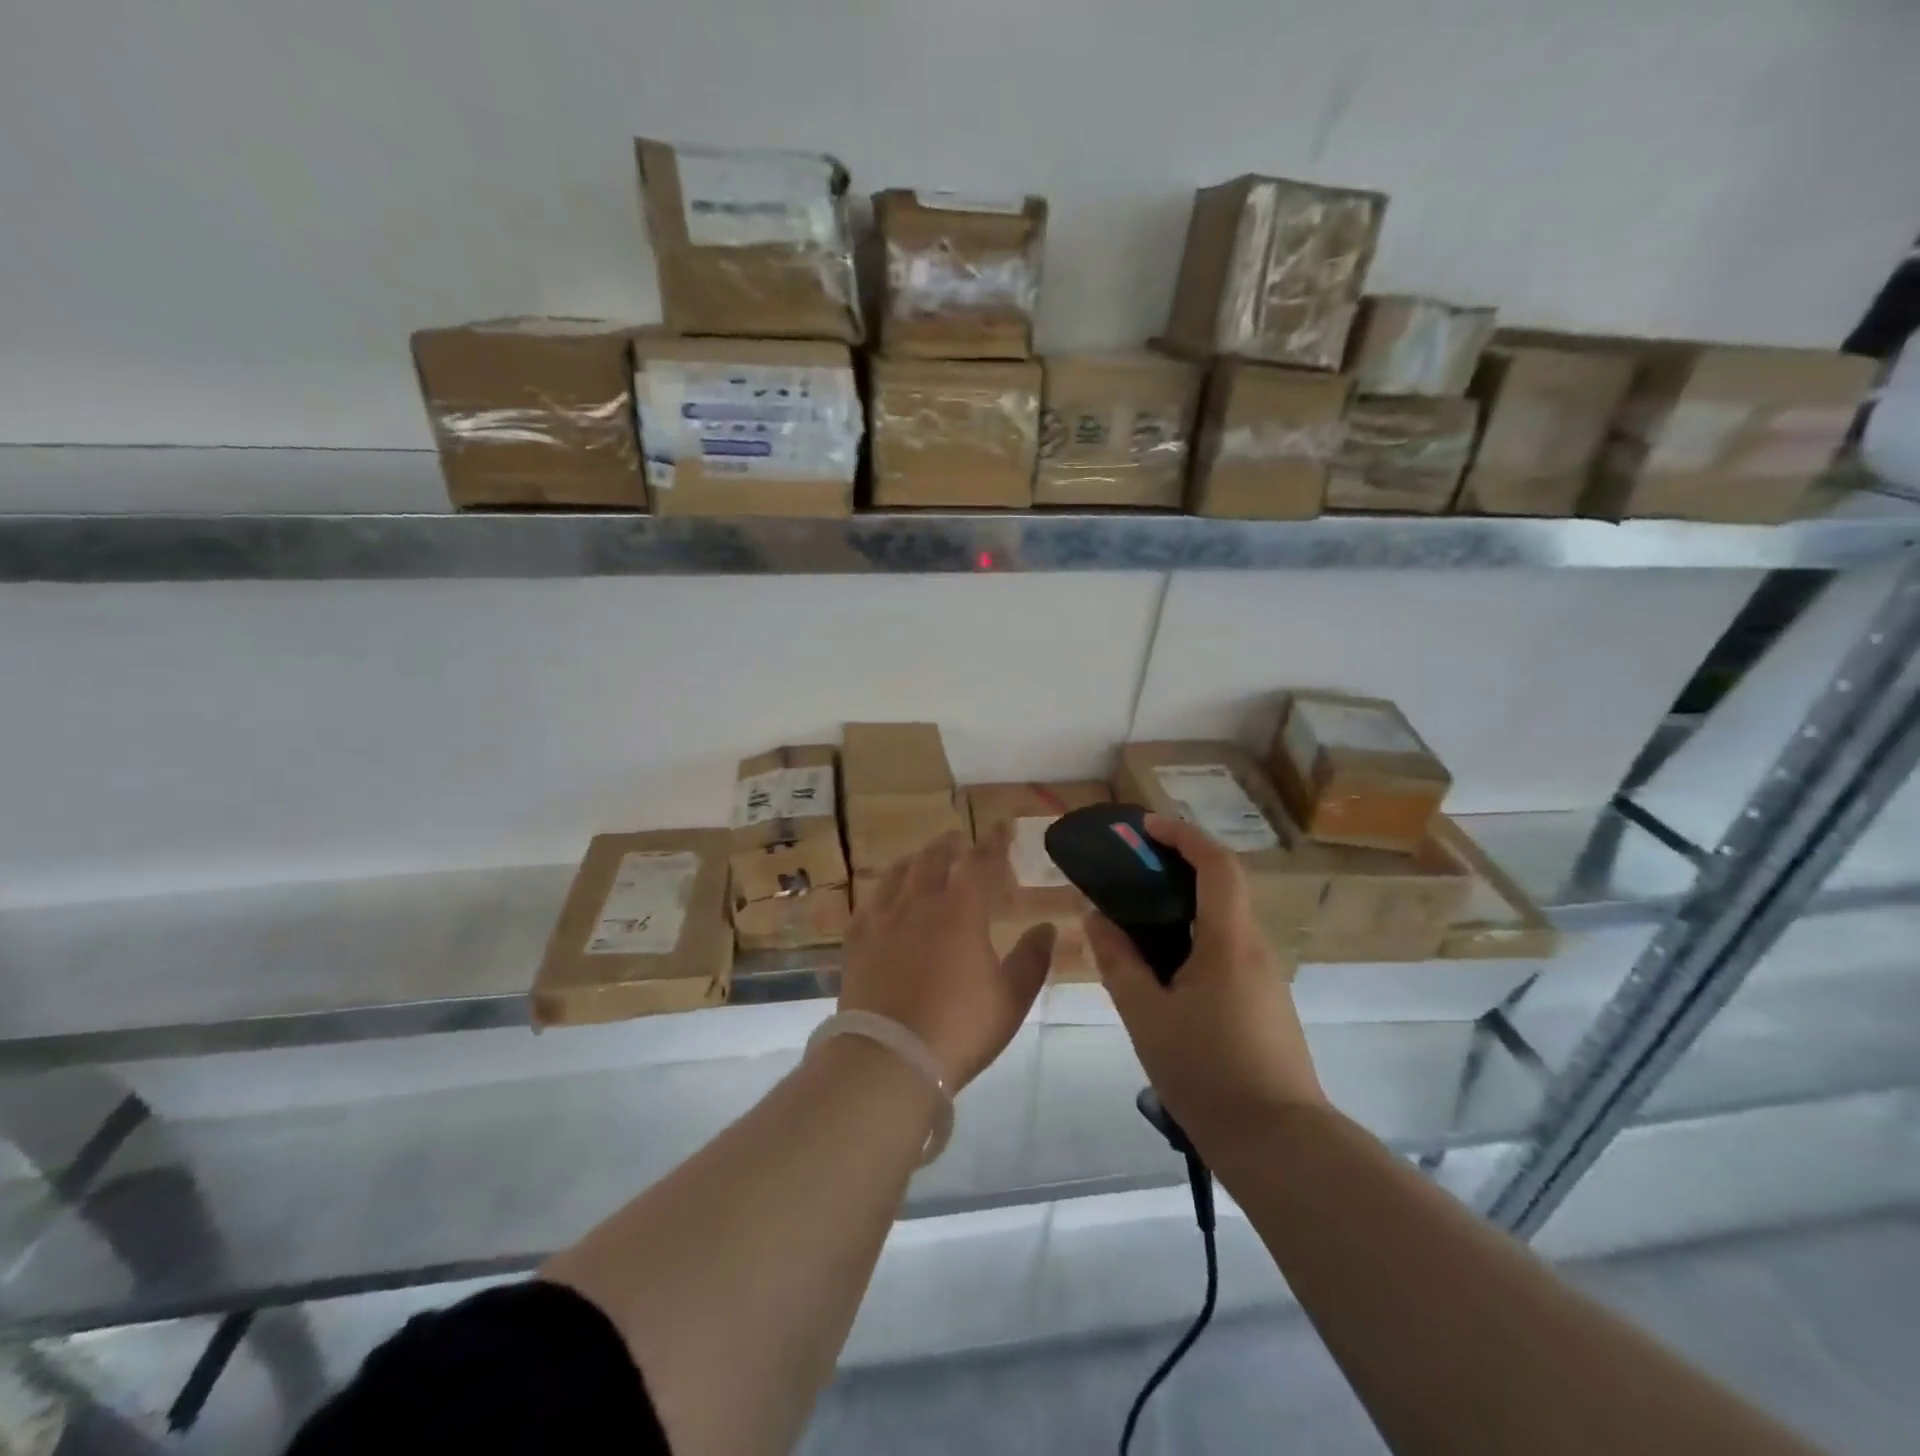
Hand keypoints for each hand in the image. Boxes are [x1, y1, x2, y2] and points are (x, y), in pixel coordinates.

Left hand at [839, 827, 1054, 1090]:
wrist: (890, 1057)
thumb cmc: (960, 1028)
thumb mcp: (1011, 999)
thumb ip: (1032, 959)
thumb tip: (1047, 927)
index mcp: (961, 912)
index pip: (980, 863)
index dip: (994, 842)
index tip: (1002, 827)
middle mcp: (920, 904)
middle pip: (934, 860)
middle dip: (950, 845)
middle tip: (958, 840)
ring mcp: (883, 920)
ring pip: (899, 874)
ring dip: (915, 860)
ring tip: (922, 857)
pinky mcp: (857, 940)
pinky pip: (870, 902)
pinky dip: (883, 889)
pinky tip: (884, 895)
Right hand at [1084, 813, 1325, 1131]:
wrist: (1279, 1144)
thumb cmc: (1207, 1074)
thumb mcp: (1146, 1017)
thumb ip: (1119, 962)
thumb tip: (1096, 919)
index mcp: (1229, 942)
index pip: (1216, 864)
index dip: (1183, 836)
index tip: (1145, 828)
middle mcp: (1254, 948)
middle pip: (1222, 886)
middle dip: (1179, 865)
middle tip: (1132, 871)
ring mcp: (1266, 976)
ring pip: (1225, 920)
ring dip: (1186, 903)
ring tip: (1139, 918)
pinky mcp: (1266, 1001)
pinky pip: (1229, 949)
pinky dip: (1196, 935)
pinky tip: (1166, 966)